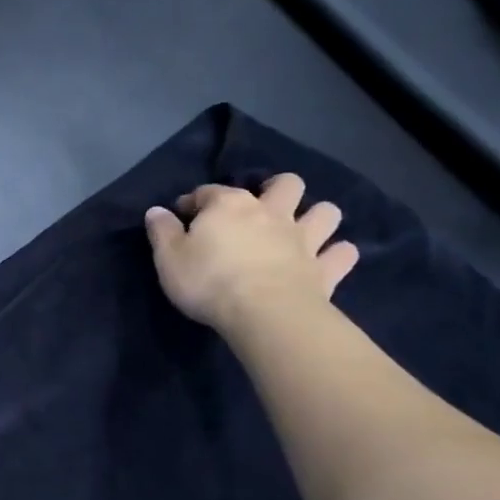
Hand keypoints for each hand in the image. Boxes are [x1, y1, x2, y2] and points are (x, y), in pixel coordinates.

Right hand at [144, 173, 358, 332]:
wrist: (264, 314)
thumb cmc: (209, 281)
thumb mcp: (168, 257)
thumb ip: (162, 232)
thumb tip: (156, 211)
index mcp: (229, 206)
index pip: (208, 192)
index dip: (193, 201)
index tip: (182, 214)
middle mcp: (272, 213)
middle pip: (285, 185)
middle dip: (276, 189)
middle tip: (261, 208)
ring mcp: (304, 239)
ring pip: (325, 212)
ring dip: (316, 216)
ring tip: (302, 230)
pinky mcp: (325, 269)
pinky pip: (343, 255)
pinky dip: (337, 255)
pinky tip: (329, 260)